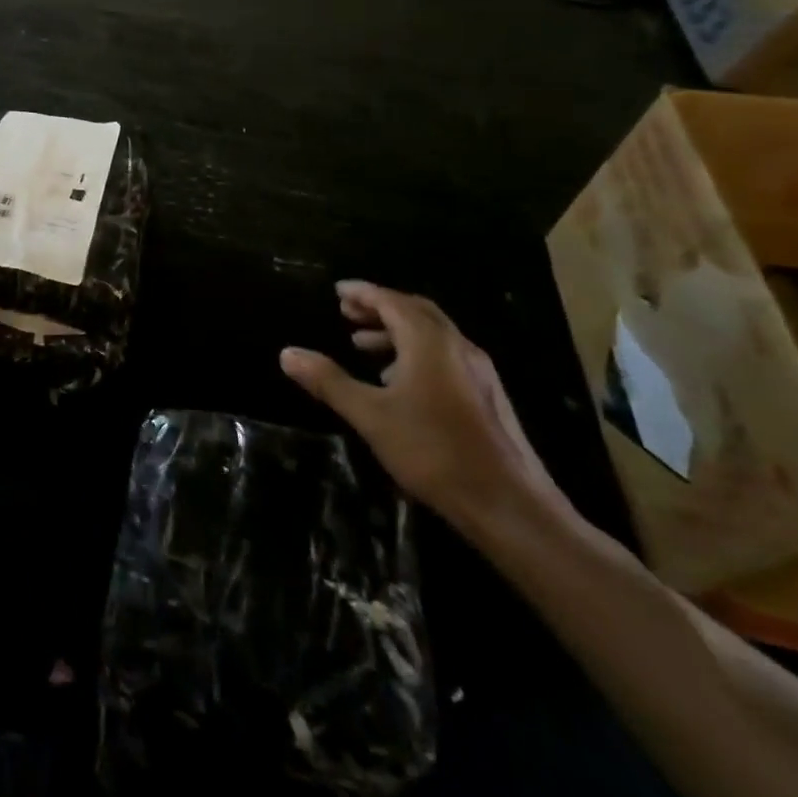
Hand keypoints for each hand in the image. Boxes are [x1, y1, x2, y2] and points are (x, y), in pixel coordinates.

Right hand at [280, 280, 571, 540]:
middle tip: (348, 312)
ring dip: (397, 332)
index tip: (338, 291)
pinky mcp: (487, 397)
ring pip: (432, 335)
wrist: (510, 506)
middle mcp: (457, 346)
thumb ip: (329, 381)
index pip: (391, 301)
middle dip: (380, 307)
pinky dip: (416, 353)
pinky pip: (445, 356)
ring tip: (364, 346)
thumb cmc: (434, 451)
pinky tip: (400, 383)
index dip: (363, 292)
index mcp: (429, 342)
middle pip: (415, 311)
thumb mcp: (370, 415)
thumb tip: (288, 353)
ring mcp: (478, 372)